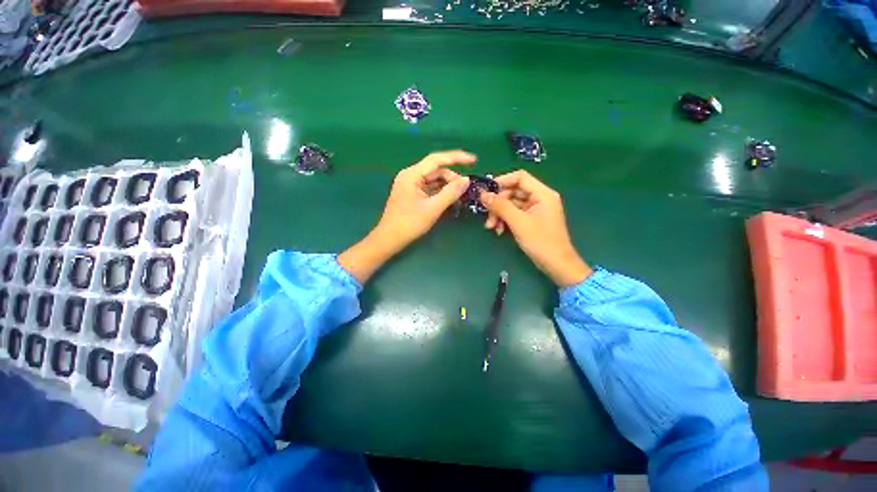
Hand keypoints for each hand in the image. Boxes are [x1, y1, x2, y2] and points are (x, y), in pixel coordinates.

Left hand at [339, 150, 474, 282]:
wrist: (389, 239)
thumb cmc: (409, 223)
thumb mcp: (433, 208)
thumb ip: (451, 193)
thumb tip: (466, 180)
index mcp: (412, 175)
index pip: (437, 159)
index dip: (457, 158)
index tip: (474, 160)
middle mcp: (411, 176)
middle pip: (436, 171)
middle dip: (452, 178)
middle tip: (466, 190)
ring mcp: (411, 186)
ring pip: (434, 181)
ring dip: (447, 187)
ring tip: (461, 196)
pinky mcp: (412, 195)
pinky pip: (430, 189)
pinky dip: (440, 193)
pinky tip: (450, 200)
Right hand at [479, 171, 591, 286]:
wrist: (556, 265)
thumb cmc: (541, 242)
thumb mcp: (519, 223)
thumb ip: (501, 207)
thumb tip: (483, 194)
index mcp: (542, 194)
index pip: (520, 177)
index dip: (502, 182)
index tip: (486, 192)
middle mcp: (539, 198)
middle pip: (513, 192)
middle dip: (498, 204)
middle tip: (488, 218)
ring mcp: (534, 210)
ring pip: (511, 204)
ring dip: (499, 214)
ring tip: (492, 228)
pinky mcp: (530, 220)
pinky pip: (514, 214)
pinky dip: (505, 220)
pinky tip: (499, 231)